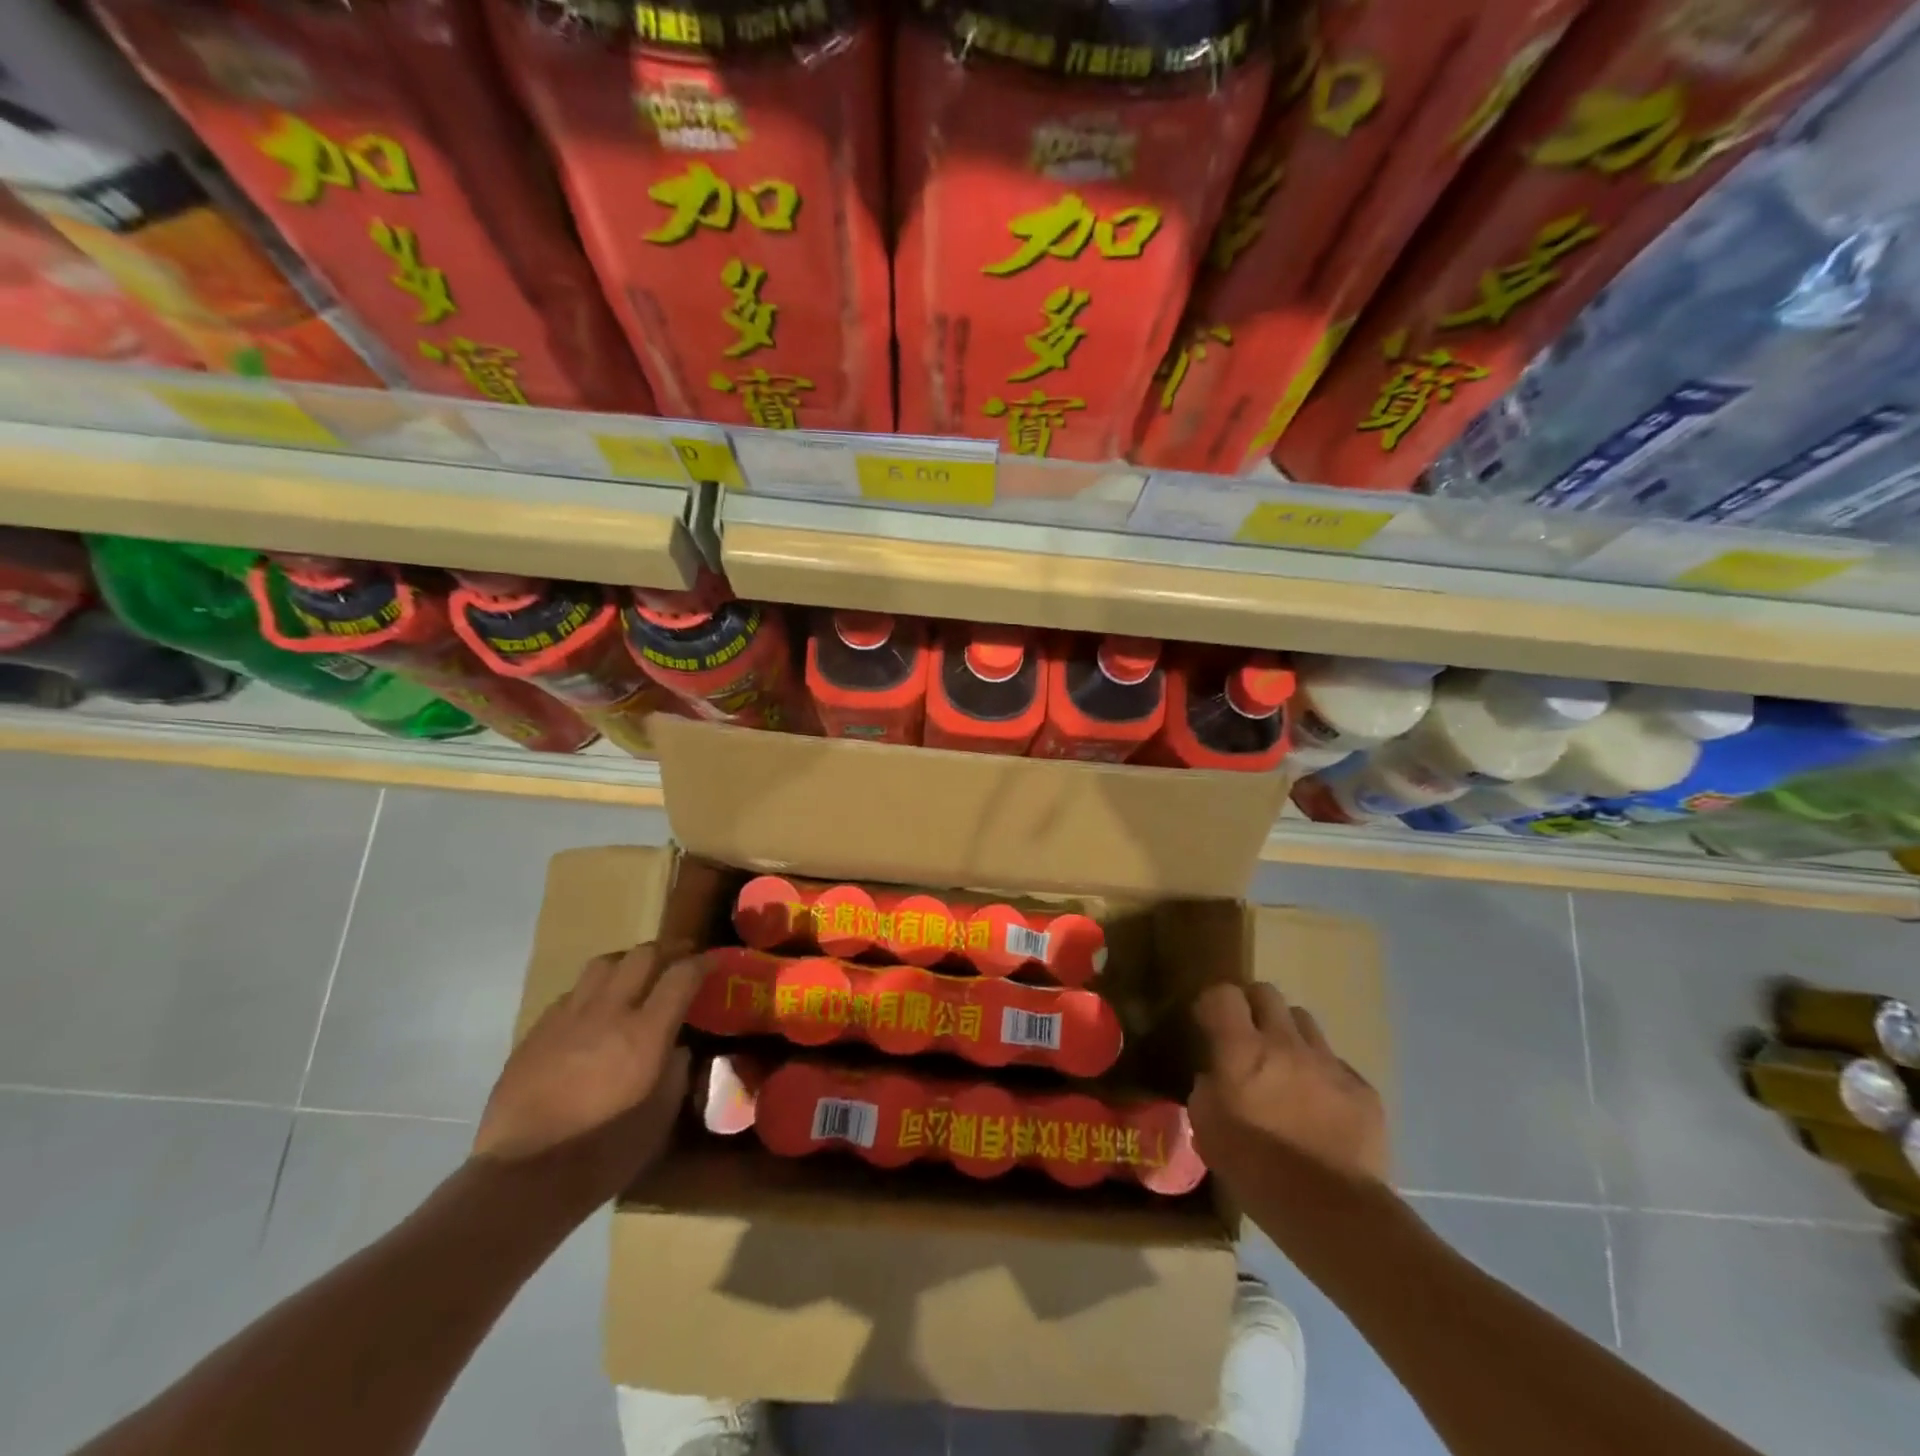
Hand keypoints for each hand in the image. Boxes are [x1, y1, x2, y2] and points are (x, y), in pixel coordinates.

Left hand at [473, 942, 699, 1207]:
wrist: (522, 1177)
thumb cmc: (603, 1152)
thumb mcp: (660, 1117)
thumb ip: (676, 1071)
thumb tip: (678, 1047)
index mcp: (645, 1032)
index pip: (681, 975)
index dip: (702, 962)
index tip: (713, 960)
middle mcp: (609, 1011)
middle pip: (643, 955)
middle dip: (667, 950)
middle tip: (680, 957)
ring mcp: (568, 1016)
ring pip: (604, 963)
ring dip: (628, 961)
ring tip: (637, 974)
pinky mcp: (537, 1030)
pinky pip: (573, 992)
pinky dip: (594, 990)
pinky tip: (595, 1011)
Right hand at [1188, 981, 1388, 1186]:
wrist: (1333, 1213)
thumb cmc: (1256, 1170)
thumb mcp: (1207, 1130)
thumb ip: (1206, 1090)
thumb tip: (1214, 1077)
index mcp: (1242, 1050)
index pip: (1224, 994)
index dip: (1214, 1004)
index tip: (1208, 1023)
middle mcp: (1285, 1043)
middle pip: (1267, 993)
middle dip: (1252, 1007)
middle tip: (1246, 1037)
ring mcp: (1328, 1063)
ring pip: (1304, 1022)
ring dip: (1289, 1035)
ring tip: (1285, 1067)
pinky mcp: (1362, 1089)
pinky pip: (1336, 1064)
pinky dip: (1322, 1075)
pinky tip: (1320, 1106)